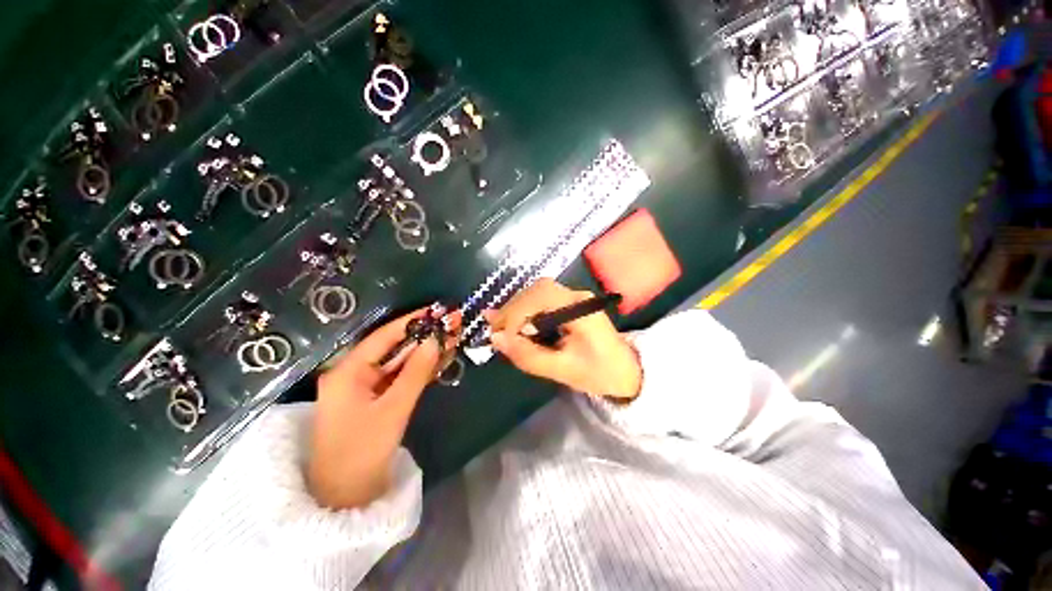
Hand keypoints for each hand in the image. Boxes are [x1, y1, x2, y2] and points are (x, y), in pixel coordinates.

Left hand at [309, 308, 456, 509]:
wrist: (343, 499)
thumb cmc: (362, 453)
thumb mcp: (393, 409)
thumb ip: (416, 372)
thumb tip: (436, 340)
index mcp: (347, 372)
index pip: (384, 336)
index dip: (412, 321)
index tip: (437, 310)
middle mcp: (352, 374)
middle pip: (392, 348)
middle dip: (422, 337)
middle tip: (450, 325)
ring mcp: (363, 388)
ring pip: (397, 363)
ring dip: (423, 352)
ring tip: (451, 338)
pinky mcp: (372, 400)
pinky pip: (397, 378)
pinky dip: (417, 370)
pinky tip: (439, 360)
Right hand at [485, 279, 640, 399]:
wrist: (627, 371)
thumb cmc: (599, 373)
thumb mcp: (563, 370)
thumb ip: (528, 355)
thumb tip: (496, 339)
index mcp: (580, 309)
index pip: (541, 297)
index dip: (516, 313)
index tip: (500, 336)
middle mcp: (577, 296)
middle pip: (537, 290)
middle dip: (512, 308)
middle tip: (494, 329)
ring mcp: (574, 298)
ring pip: (537, 293)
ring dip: (517, 308)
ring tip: (501, 327)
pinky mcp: (570, 304)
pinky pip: (542, 300)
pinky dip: (525, 310)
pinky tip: (514, 323)